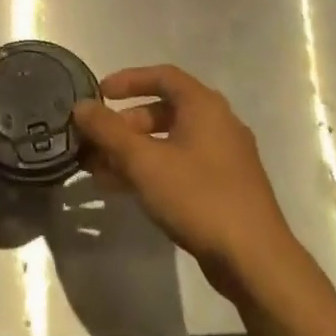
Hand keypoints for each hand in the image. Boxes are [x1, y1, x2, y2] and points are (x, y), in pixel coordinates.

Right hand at [73, 65, 302, 301]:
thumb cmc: (198, 197)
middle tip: (96, 142)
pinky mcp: (224, 187)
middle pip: (164, 110)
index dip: (128, 80)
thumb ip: (108, 131)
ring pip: (170, 142)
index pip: (163, 76)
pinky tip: (125, 190)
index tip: (99, 94)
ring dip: (133, 151)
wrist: (254, 259)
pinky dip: (152, 169)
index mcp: (205, 107)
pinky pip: (180, 165)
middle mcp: (218, 124)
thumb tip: (81, 106)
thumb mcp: (144, 162)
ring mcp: (224, 157)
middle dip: (125, 124)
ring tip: (99, 170)